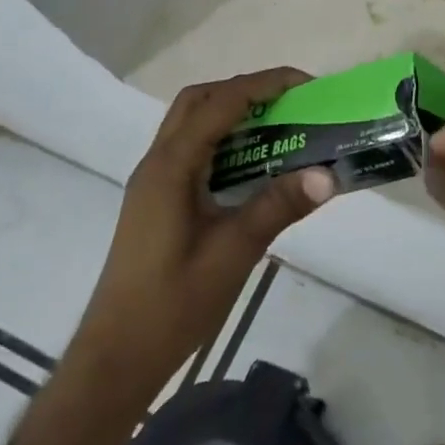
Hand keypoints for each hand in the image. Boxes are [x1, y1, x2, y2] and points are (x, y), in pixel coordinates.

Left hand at [69, 68, 334, 408]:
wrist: (116, 360)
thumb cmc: (172, 305)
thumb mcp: (233, 253)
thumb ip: (278, 207)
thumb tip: (328, 174)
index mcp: (171, 167)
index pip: (220, 104)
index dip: (264, 85)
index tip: (306, 85)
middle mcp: (157, 164)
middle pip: (199, 101)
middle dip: (246, 90)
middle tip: (290, 102)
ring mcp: (154, 183)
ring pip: (192, 124)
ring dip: (233, 113)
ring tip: (279, 127)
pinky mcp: (157, 202)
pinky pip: (193, 150)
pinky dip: (224, 141)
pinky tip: (254, 166)